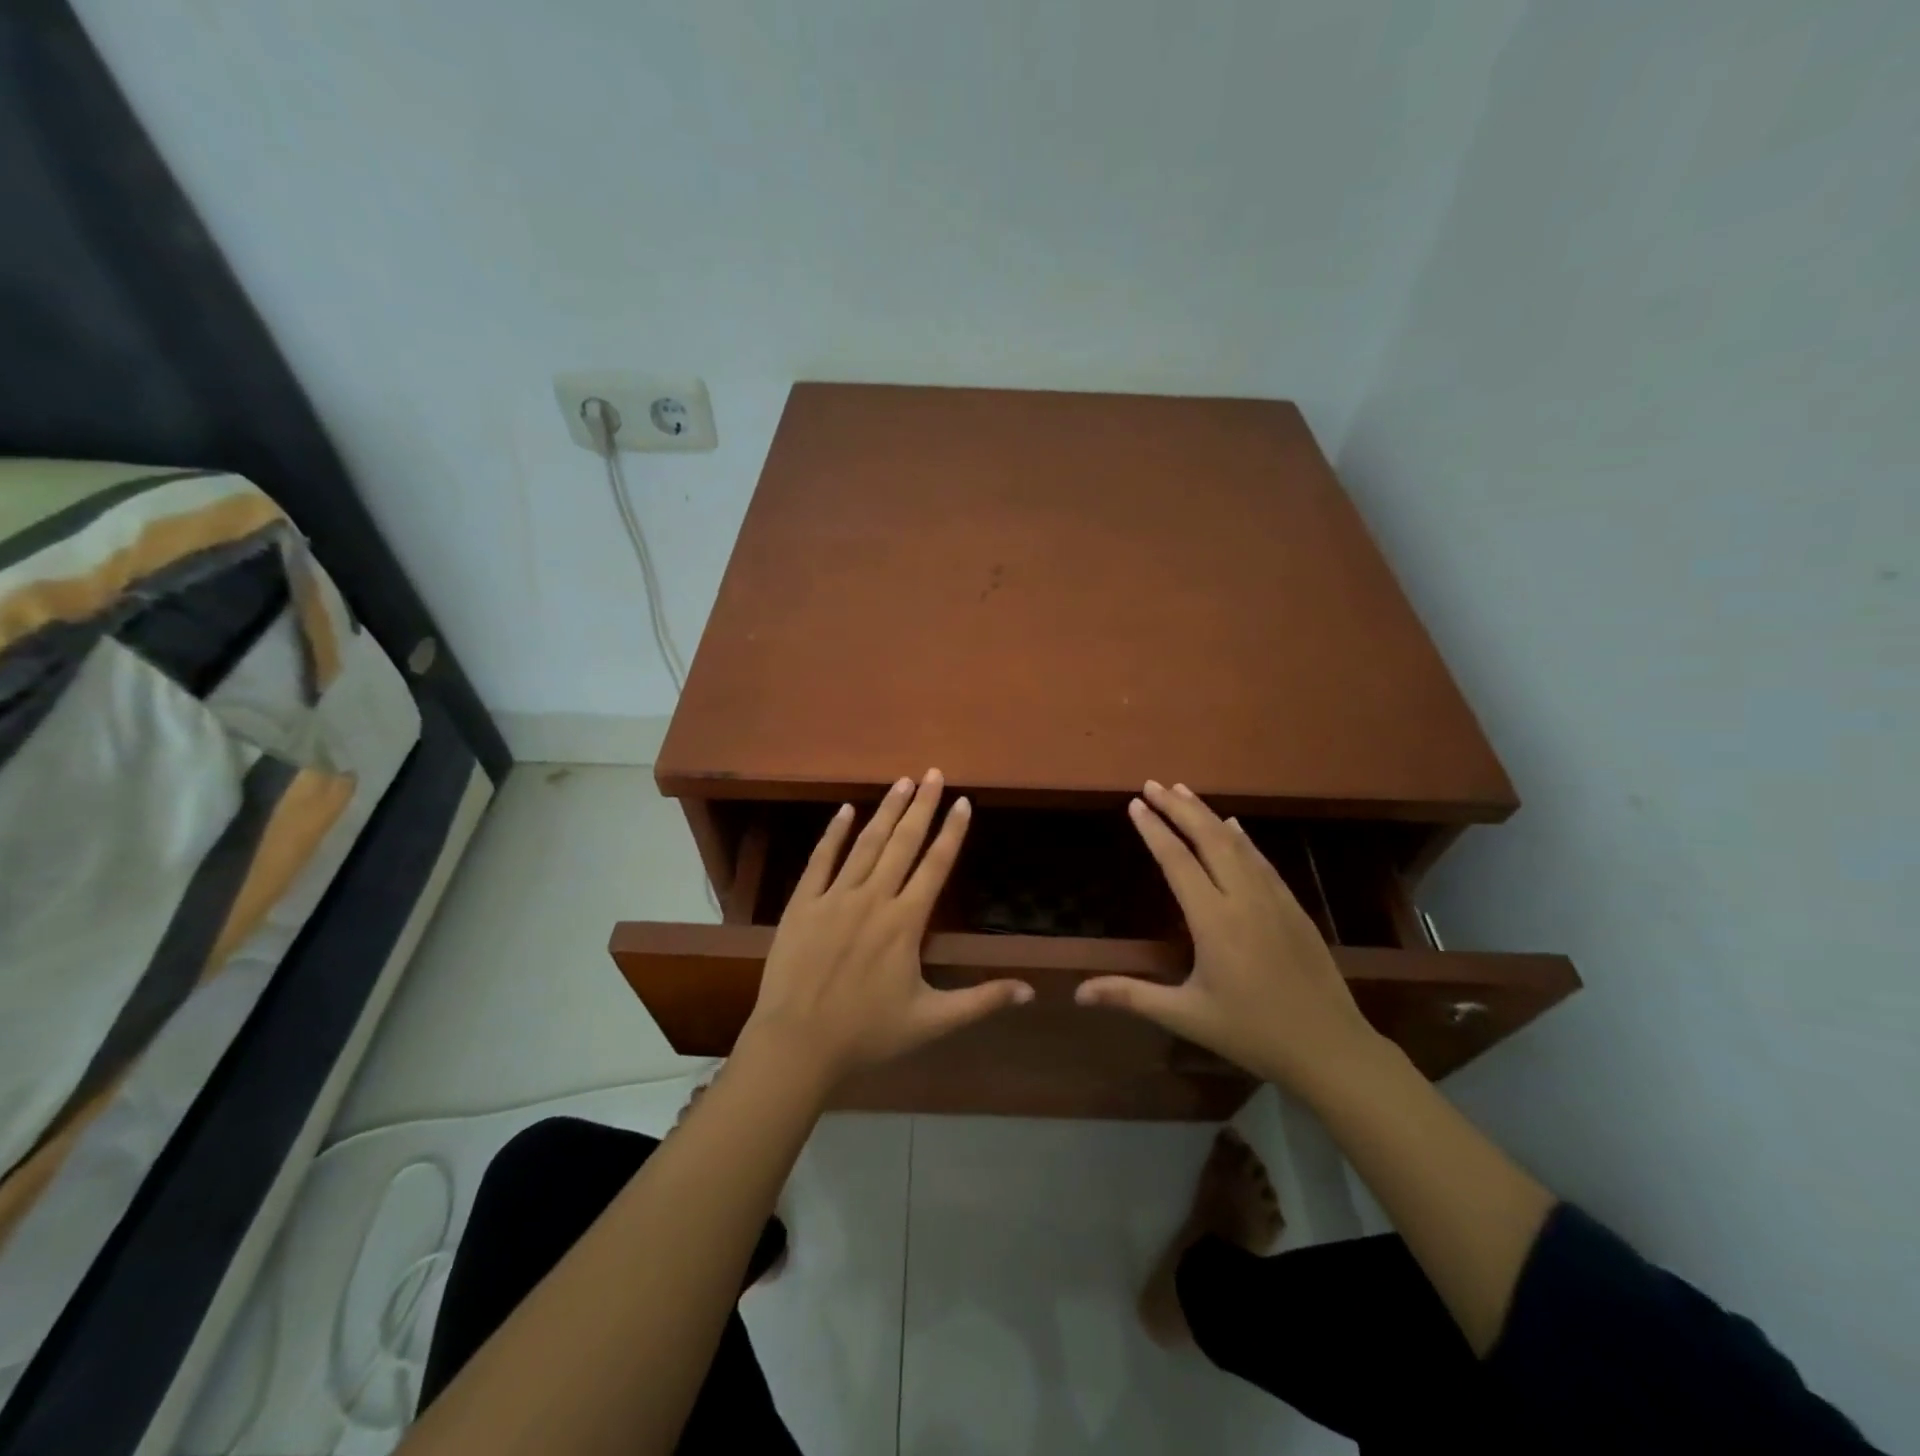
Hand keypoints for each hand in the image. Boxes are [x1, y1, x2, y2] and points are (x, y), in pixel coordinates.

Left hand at [741, 769, 1033, 1085]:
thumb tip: (1031, 991)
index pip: (936, 865)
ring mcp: (834, 898)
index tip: (963, 801)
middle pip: (903, 843)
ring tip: (903, 782)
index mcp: (905, 923)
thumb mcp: (931, 1021)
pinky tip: (845, 809)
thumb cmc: (867, 1034)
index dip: (952, 831)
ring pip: (866, 844)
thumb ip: (981, 1001)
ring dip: (886, 811)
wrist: (797, 1045)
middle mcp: (873, 899)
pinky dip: (834, 833)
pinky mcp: (802, 904)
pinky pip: (820, 860)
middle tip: (933, 772)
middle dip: (922, 806)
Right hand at [1076, 781, 1381, 1092]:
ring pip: (1236, 844)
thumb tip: (1078, 994)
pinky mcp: (1293, 907)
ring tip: (1183, 792)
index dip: (1154, 830)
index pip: (1178, 861)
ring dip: (1207, 815)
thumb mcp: (1186, 1016)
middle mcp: (1243, 899)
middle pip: (1208, 839)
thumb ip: (1131, 997)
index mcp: (1214, 921)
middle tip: (1153, 784)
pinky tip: (1233, 827)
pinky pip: (1261, 860)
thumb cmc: (1252, 1033)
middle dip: (1178, 808)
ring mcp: (1273, 900)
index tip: (1135, 804)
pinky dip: (1242, 838)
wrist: (1330, 1048)